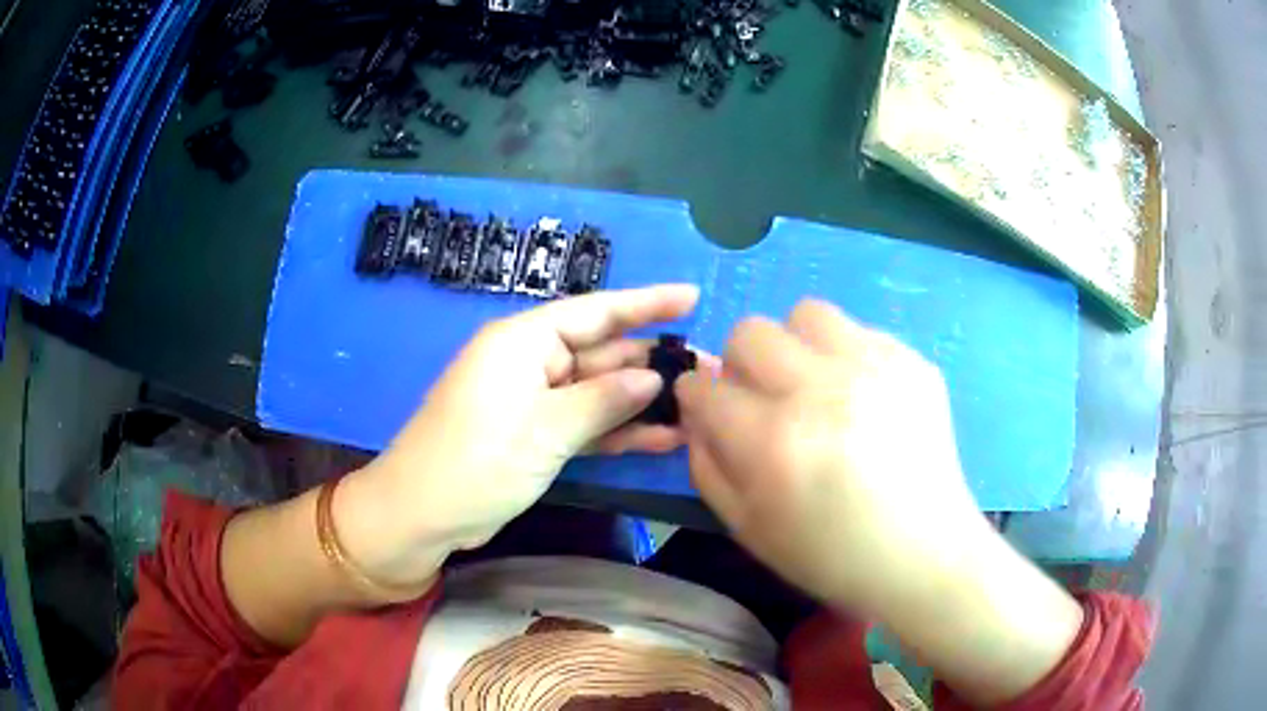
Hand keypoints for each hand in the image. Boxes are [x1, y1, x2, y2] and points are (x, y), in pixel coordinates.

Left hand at [340, 285, 699, 586]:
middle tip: (707, 370)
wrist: (423, 515)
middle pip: (601, 353)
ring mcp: (534, 402)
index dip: (645, 303)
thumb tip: (652, 378)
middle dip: (651, 362)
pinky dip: (619, 432)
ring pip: (598, 393)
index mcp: (524, 341)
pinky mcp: (536, 436)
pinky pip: (586, 425)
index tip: (691, 297)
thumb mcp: (545, 429)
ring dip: (642, 402)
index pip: (595, 312)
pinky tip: (664, 439)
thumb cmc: (477, 460)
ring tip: (697, 406)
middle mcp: (531, 363)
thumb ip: (603, 400)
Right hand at [676, 299, 989, 616]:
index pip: (703, 387)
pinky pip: (859, 331)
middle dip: (741, 365)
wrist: (922, 554)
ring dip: (796, 347)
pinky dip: (847, 358)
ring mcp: (873, 368)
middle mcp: (820, 390)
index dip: (697, 398)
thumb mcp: (748, 529)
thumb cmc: (831, 554)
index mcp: (772, 441)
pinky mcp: (911, 362)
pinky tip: (863, 399)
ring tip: (816, 386)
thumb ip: (706, 465)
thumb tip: (698, 415)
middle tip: (764, 400)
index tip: (711, 411)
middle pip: (749, 333)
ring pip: (806, 314)